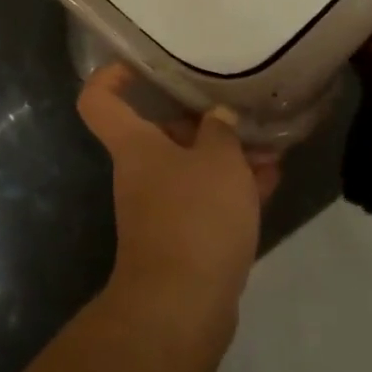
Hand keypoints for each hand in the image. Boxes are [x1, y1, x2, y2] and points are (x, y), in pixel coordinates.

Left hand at [77, 65, 276, 339]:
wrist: (183, 307)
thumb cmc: (194, 216)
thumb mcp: (218, 161)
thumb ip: (221, 131)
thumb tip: (217, 117)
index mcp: (134, 145)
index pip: (99, 100)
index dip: (110, 75)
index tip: (138, 64)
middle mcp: (141, 171)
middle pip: (161, 132)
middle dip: (203, 122)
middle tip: (241, 112)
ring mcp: (161, 207)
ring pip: (192, 167)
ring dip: (228, 156)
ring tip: (270, 145)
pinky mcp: (184, 238)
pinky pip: (207, 199)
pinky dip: (234, 188)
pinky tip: (271, 178)